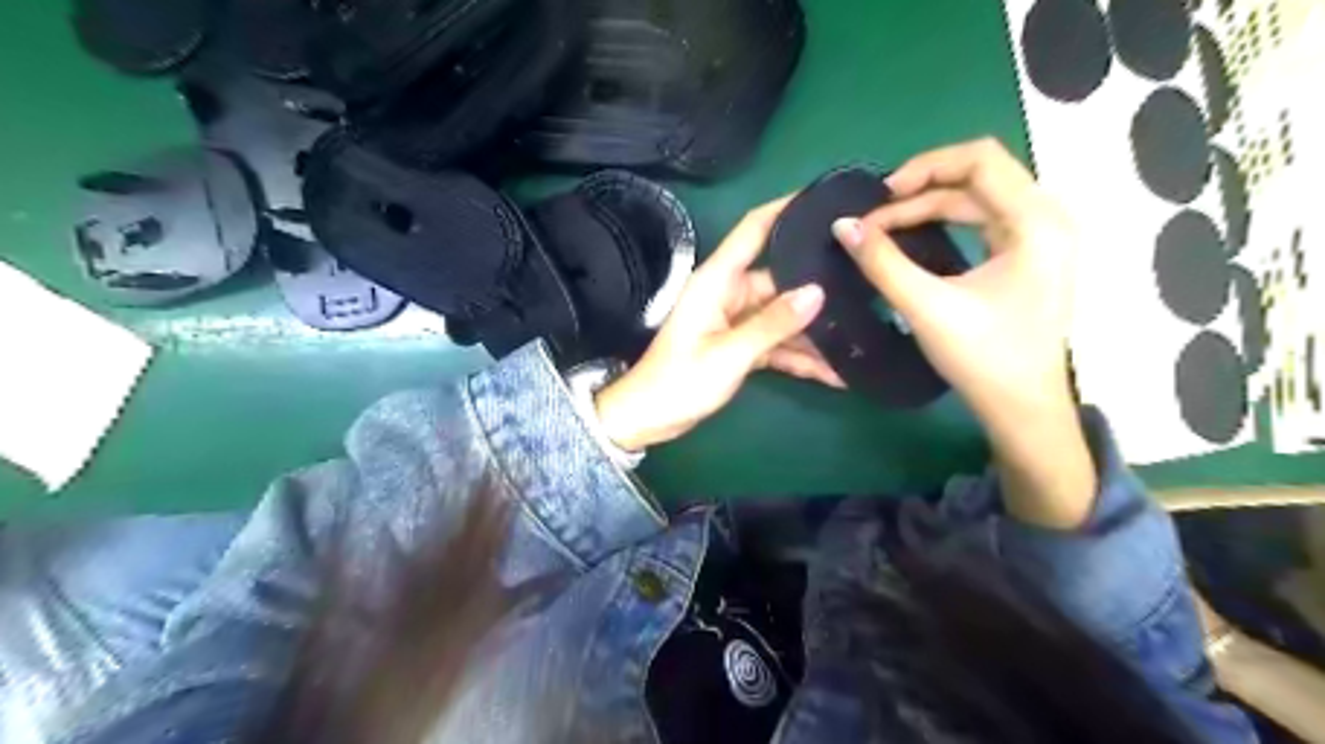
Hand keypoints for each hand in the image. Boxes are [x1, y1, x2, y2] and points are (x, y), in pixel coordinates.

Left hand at [596, 196, 842, 449]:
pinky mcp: (740, 346)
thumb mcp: (730, 353)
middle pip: (781, 279)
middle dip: (819, 286)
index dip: (785, 208)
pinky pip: (777, 343)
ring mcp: (736, 320)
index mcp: (718, 281)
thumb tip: (818, 292)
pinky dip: (800, 357)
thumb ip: (773, 323)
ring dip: (814, 332)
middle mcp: (730, 293)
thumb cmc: (681, 381)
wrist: (650, 418)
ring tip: (860, 335)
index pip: (754, 230)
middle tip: (868, 282)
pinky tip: (835, 373)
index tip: (825, 196)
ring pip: (784, 316)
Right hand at [832, 138, 1091, 532]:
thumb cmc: (984, 358)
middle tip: (875, 216)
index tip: (881, 196)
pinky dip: (945, 222)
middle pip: (979, 174)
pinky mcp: (1028, 254)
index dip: (925, 167)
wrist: (1024, 408)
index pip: (980, 159)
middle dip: (921, 189)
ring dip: (929, 206)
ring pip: (978, 197)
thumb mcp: (927, 308)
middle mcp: (1047, 217)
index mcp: (1037, 222)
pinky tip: (915, 237)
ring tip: (885, 227)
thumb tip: (842, 226)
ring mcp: (1041, 236)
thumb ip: (882, 263)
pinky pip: (983, 219)